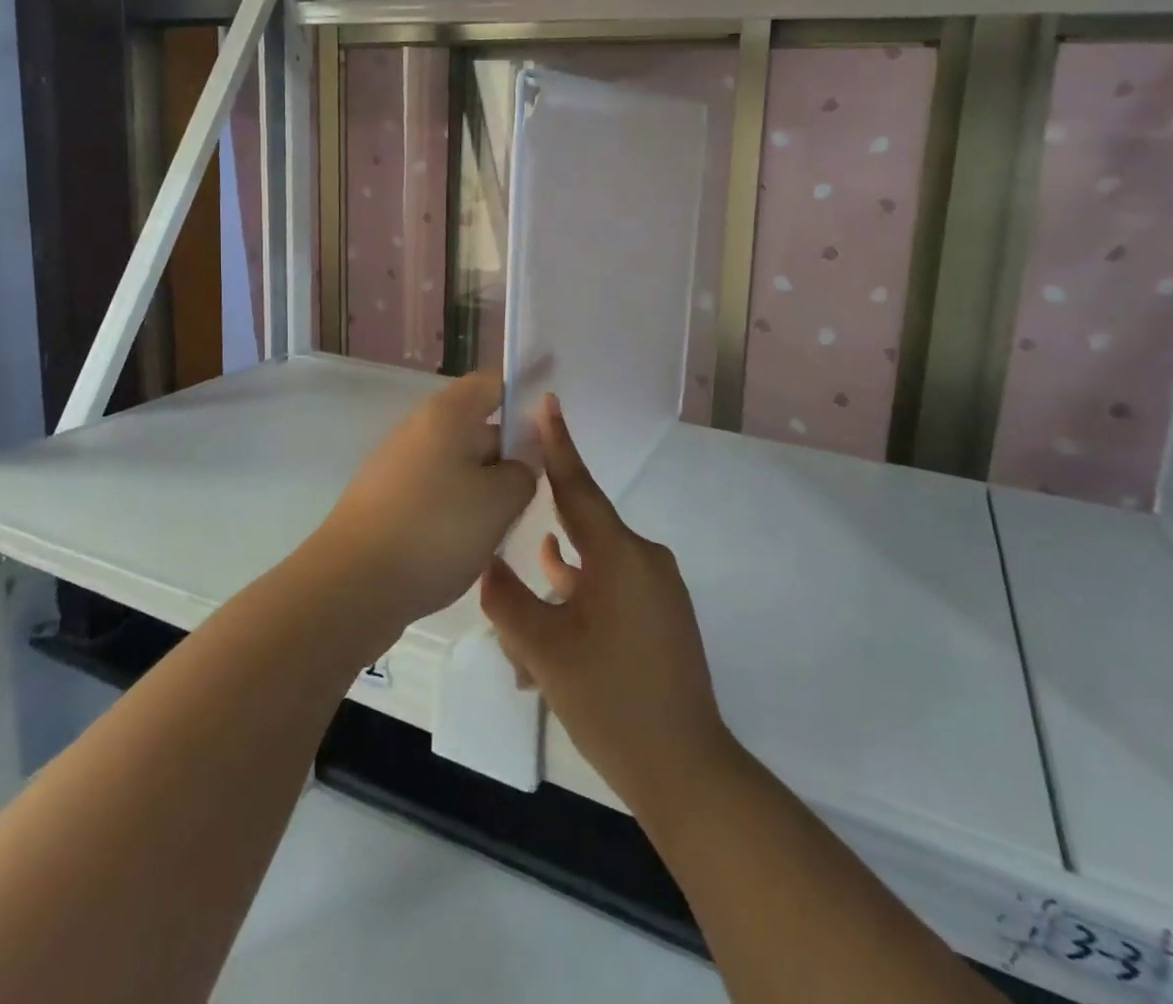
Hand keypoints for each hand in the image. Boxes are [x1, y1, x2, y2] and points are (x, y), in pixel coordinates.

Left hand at [312, 372, 536, 641]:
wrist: (349, 588)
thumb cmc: (434, 531)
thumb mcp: (500, 501)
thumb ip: (523, 472)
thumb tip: (518, 465)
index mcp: (447, 414)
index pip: (492, 383)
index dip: (524, 395)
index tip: (552, 423)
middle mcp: (419, 430)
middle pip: (477, 427)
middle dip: (510, 454)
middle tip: (540, 488)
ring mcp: (398, 467)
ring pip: (458, 466)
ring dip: (485, 489)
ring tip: (508, 524)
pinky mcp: (386, 503)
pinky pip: (436, 494)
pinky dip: (458, 511)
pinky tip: (471, 545)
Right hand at [480, 395, 732, 812]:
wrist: (684, 770)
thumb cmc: (611, 701)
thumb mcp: (544, 651)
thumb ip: (508, 600)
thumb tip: (488, 564)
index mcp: (620, 555)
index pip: (578, 488)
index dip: (558, 445)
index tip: (547, 403)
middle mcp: (644, 560)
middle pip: (582, 535)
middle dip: (543, 547)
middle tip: (505, 537)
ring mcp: (657, 589)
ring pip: (592, 572)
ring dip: (556, 593)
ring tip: (518, 638)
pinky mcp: (661, 616)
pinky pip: (611, 593)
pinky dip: (579, 606)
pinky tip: (549, 634)